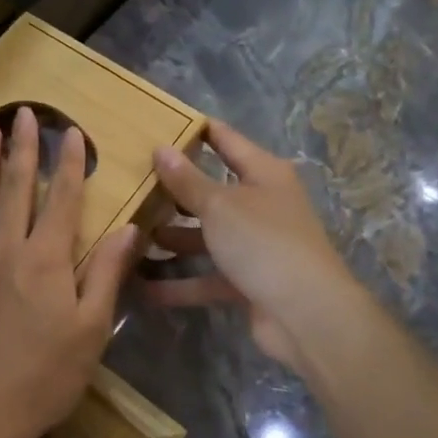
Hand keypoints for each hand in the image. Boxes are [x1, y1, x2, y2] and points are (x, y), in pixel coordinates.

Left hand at [0, 106, 141, 437]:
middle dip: (23, 146)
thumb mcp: (90, 331)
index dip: (69, 162)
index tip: (71, 132)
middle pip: (15, 185)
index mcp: (46, 258)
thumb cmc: (42, 377)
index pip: (61, 197)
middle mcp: (4, 245)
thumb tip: (128, 229)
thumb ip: (106, 274)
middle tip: (25, 113)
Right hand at [143, 121, 360, 372]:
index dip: (194, 129)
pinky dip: (180, 283)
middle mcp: (262, 204)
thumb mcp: (219, 206)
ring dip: (172, 238)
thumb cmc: (263, 242)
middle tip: (130, 183)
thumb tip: (161, 148)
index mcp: (263, 173)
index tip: (157, 123)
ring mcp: (256, 245)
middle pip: (211, 191)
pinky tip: (142, 286)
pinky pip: (207, 276)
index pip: (225, 140)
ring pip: (206, 236)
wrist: (307, 314)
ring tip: (129, 234)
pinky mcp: (248, 282)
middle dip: (173, 190)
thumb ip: (187, 180)